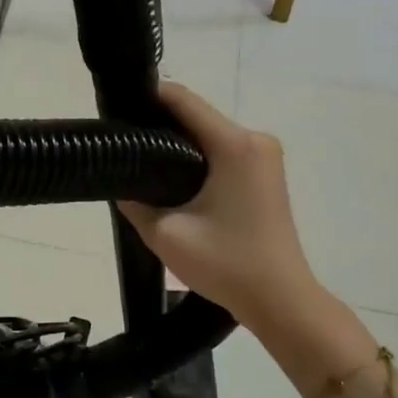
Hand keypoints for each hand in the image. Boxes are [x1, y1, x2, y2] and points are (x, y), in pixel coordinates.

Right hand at [119, 82, 319, 333]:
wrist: (280, 300)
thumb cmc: (226, 264)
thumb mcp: (166, 234)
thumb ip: (134, 201)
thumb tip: (121, 179)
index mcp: (234, 145)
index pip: (184, 100)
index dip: (147, 97)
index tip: (116, 108)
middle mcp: (255, 140)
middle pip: (197, 115)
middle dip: (160, 123)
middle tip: (123, 143)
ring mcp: (265, 156)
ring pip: (210, 134)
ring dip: (178, 142)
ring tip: (142, 162)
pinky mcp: (266, 173)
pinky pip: (224, 150)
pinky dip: (198, 157)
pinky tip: (174, 177)